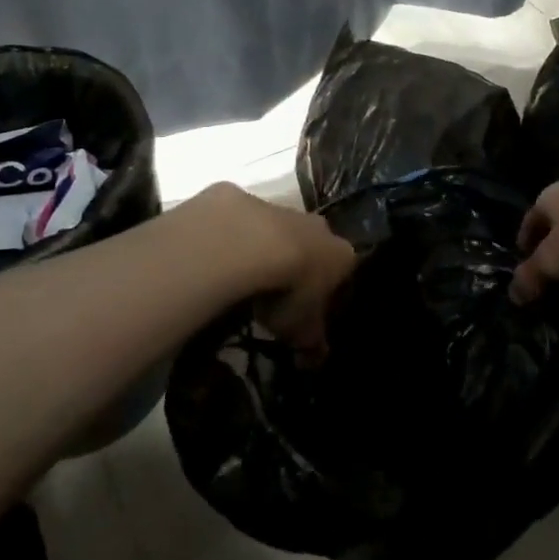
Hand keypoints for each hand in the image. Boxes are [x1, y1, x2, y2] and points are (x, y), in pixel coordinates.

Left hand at [196, 184, 357, 360]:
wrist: (245, 245)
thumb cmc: (287, 291)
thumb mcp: (301, 329)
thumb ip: (311, 343)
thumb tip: (315, 362)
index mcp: (340, 254)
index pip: (343, 270)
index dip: (328, 290)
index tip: (310, 309)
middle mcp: (316, 225)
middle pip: (312, 244)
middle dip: (298, 263)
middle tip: (276, 293)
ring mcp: (278, 207)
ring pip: (275, 229)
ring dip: (263, 249)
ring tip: (242, 278)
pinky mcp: (238, 197)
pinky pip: (238, 221)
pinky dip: (229, 238)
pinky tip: (215, 259)